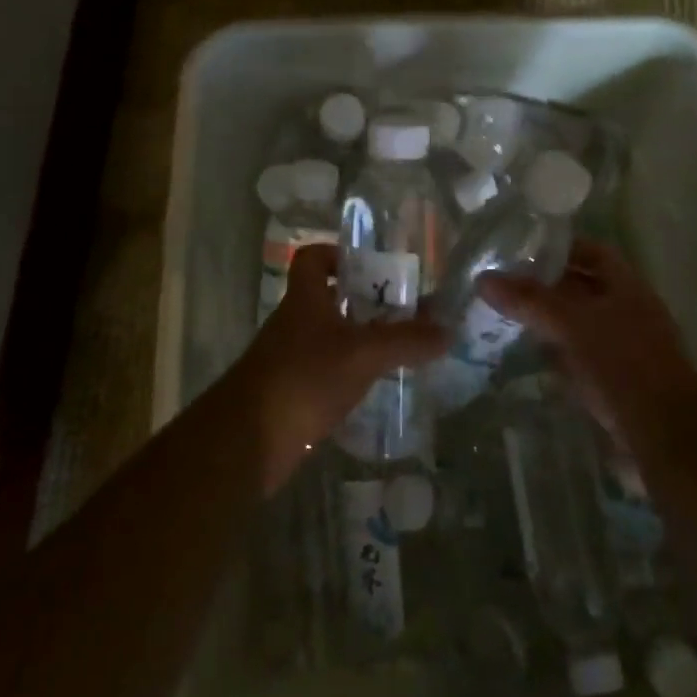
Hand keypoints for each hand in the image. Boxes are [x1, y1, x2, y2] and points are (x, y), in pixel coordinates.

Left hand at [234, 243, 445, 490]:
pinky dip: (350, 373)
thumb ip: (406, 340)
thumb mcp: (363, 354)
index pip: (312, 258)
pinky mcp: (292, 393)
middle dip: (365, 301)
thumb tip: (448, 330)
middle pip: (329, 298)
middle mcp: (295, 322)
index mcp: (305, 299)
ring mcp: (290, 359)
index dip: (338, 254)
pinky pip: (326, 371)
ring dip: (360, 339)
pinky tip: (377, 385)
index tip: (371, 267)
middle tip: (404, 311)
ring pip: (330, 337)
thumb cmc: (304, 379)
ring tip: (401, 348)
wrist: (248, 442)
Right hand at [479, 239, 696, 456]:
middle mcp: (630, 310)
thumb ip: (530, 301)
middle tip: (507, 286)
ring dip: (553, 321)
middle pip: (586, 288)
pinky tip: (535, 358)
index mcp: (627, 286)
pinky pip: (585, 356)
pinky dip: (561, 353)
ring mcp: (627, 347)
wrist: (665, 434)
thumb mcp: (572, 324)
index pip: (593, 252)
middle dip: (549, 286)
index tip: (523, 251)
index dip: (561, 248)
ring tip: (512, 318)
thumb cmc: (622, 364)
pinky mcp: (619, 380)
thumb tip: (484, 279)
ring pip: (583, 323)